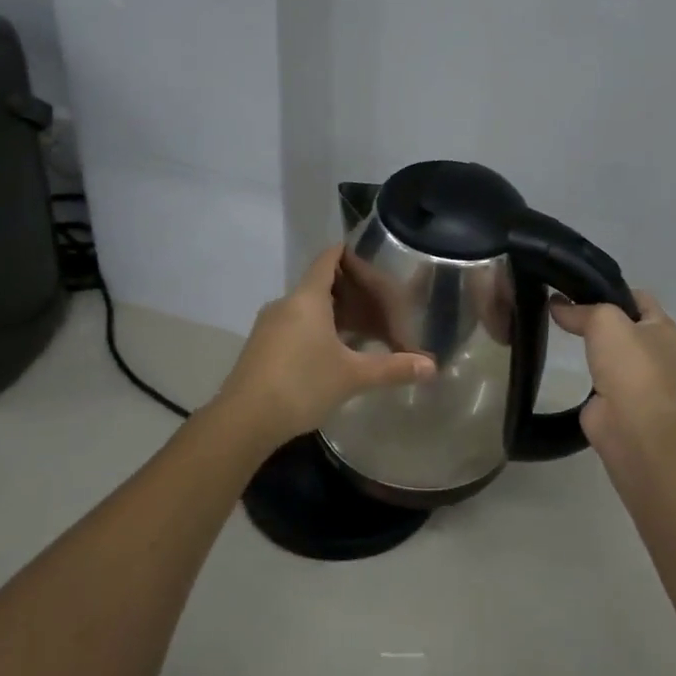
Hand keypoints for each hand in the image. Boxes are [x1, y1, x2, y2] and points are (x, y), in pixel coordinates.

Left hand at [214, 247, 435, 444]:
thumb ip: (393, 368)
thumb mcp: (353, 376)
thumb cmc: (302, 385)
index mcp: (308, 298)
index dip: (349, 254)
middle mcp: (286, 304)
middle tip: (379, 304)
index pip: (328, 259)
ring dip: (334, 313)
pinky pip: (295, 325)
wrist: (243, 420)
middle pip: (320, 283)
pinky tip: (333, 353)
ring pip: (307, 307)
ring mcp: (269, 326)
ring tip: (362, 330)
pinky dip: (317, 329)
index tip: (372, 259)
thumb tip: (432, 367)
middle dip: (350, 291)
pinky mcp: (261, 347)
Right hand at [549, 289, 675, 452]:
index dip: (611, 289)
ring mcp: (639, 377)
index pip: (639, 298)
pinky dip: (586, 368)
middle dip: (598, 316)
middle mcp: (657, 351)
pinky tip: (566, 361)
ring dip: (592, 344)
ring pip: (612, 349)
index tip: (580, 288)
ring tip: (561, 330)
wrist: (631, 425)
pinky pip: (601, 374)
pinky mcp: (619, 398)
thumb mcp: (605, 320)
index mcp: (665, 329)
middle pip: (624, 323)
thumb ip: (580, 310)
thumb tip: (556, 305)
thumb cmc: (629, 365)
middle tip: (565, 307)